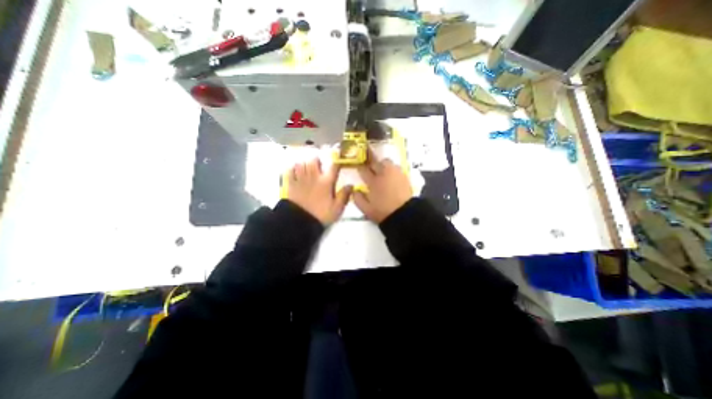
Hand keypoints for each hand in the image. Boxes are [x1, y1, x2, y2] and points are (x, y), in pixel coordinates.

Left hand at [286, 157, 348, 223]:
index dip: (337, 160)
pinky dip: (293, 169)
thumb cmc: (321, 215)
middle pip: (314, 161)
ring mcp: (301, 179)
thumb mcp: (337, 208)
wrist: (301, 222)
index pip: (334, 167)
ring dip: (305, 163)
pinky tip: (295, 171)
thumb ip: (344, 195)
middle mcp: (314, 177)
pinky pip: (290, 171)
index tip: (339, 157)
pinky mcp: (291, 184)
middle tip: (319, 164)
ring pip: (302, 164)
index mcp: (326, 182)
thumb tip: (351, 185)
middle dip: (317, 160)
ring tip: (307, 167)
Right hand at [350, 149, 411, 222]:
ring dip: (382, 165)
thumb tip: (354, 189)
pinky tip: (391, 176)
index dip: (360, 168)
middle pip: (375, 162)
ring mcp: (395, 173)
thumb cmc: (383, 212)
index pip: (363, 170)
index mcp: (373, 182)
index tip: (358, 168)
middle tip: (370, 168)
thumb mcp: (366, 209)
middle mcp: (383, 174)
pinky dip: (392, 169)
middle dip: (370, 163)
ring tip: (381, 171)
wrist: (404, 214)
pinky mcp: (404, 176)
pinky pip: (396, 167)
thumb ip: (358, 198)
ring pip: (387, 162)